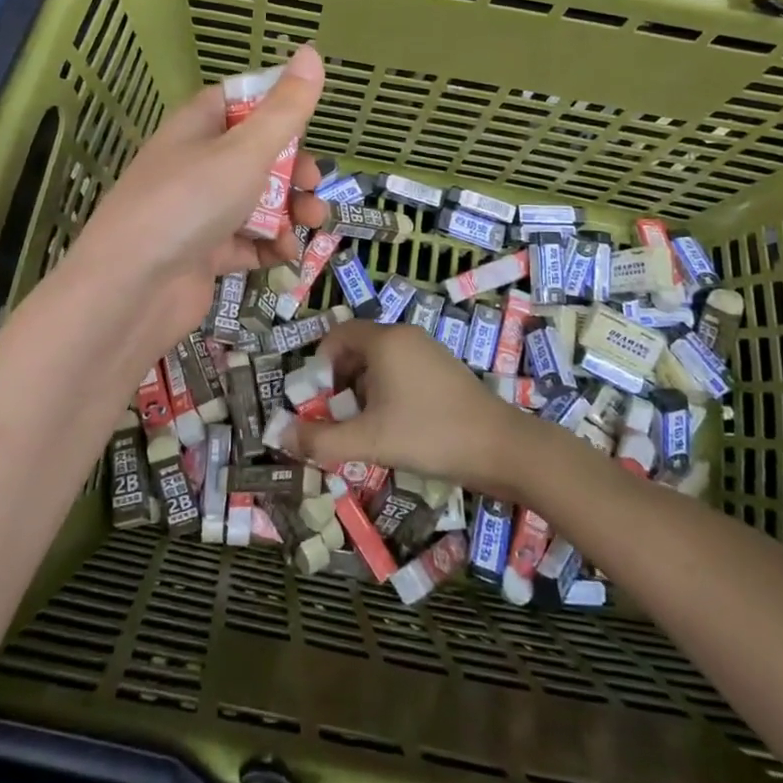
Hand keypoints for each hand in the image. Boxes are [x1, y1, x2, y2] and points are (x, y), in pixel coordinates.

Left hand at [58, 44, 327, 362]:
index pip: (239, 101)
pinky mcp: (203, 253)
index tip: (308, 120)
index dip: (276, 106)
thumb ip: (285, 109)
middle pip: (256, 155)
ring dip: (289, 210)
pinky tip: (286, 254)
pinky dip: (269, 246)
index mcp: (197, 127)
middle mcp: (196, 164)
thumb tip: (312, 51)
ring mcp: (198, 211)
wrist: (131, 288)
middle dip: (293, 169)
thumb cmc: (190, 202)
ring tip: (312, 224)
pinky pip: (246, 241)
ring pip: (256, 200)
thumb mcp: (246, 149)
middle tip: (314, 184)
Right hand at [281, 320, 539, 495]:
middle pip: (358, 349)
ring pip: (381, 364)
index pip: (338, 334)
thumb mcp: (369, 441)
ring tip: (367, 431)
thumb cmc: (430, 435)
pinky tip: (398, 430)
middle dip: (341, 383)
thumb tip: (279, 436)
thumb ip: (321, 439)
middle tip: (339, 419)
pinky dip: (389, 394)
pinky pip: (403, 372)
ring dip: (365, 392)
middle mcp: (406, 337)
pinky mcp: (445, 370)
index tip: (319, 399)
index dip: (320, 364)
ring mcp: (429, 352)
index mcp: (385, 340)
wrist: (502, 448)